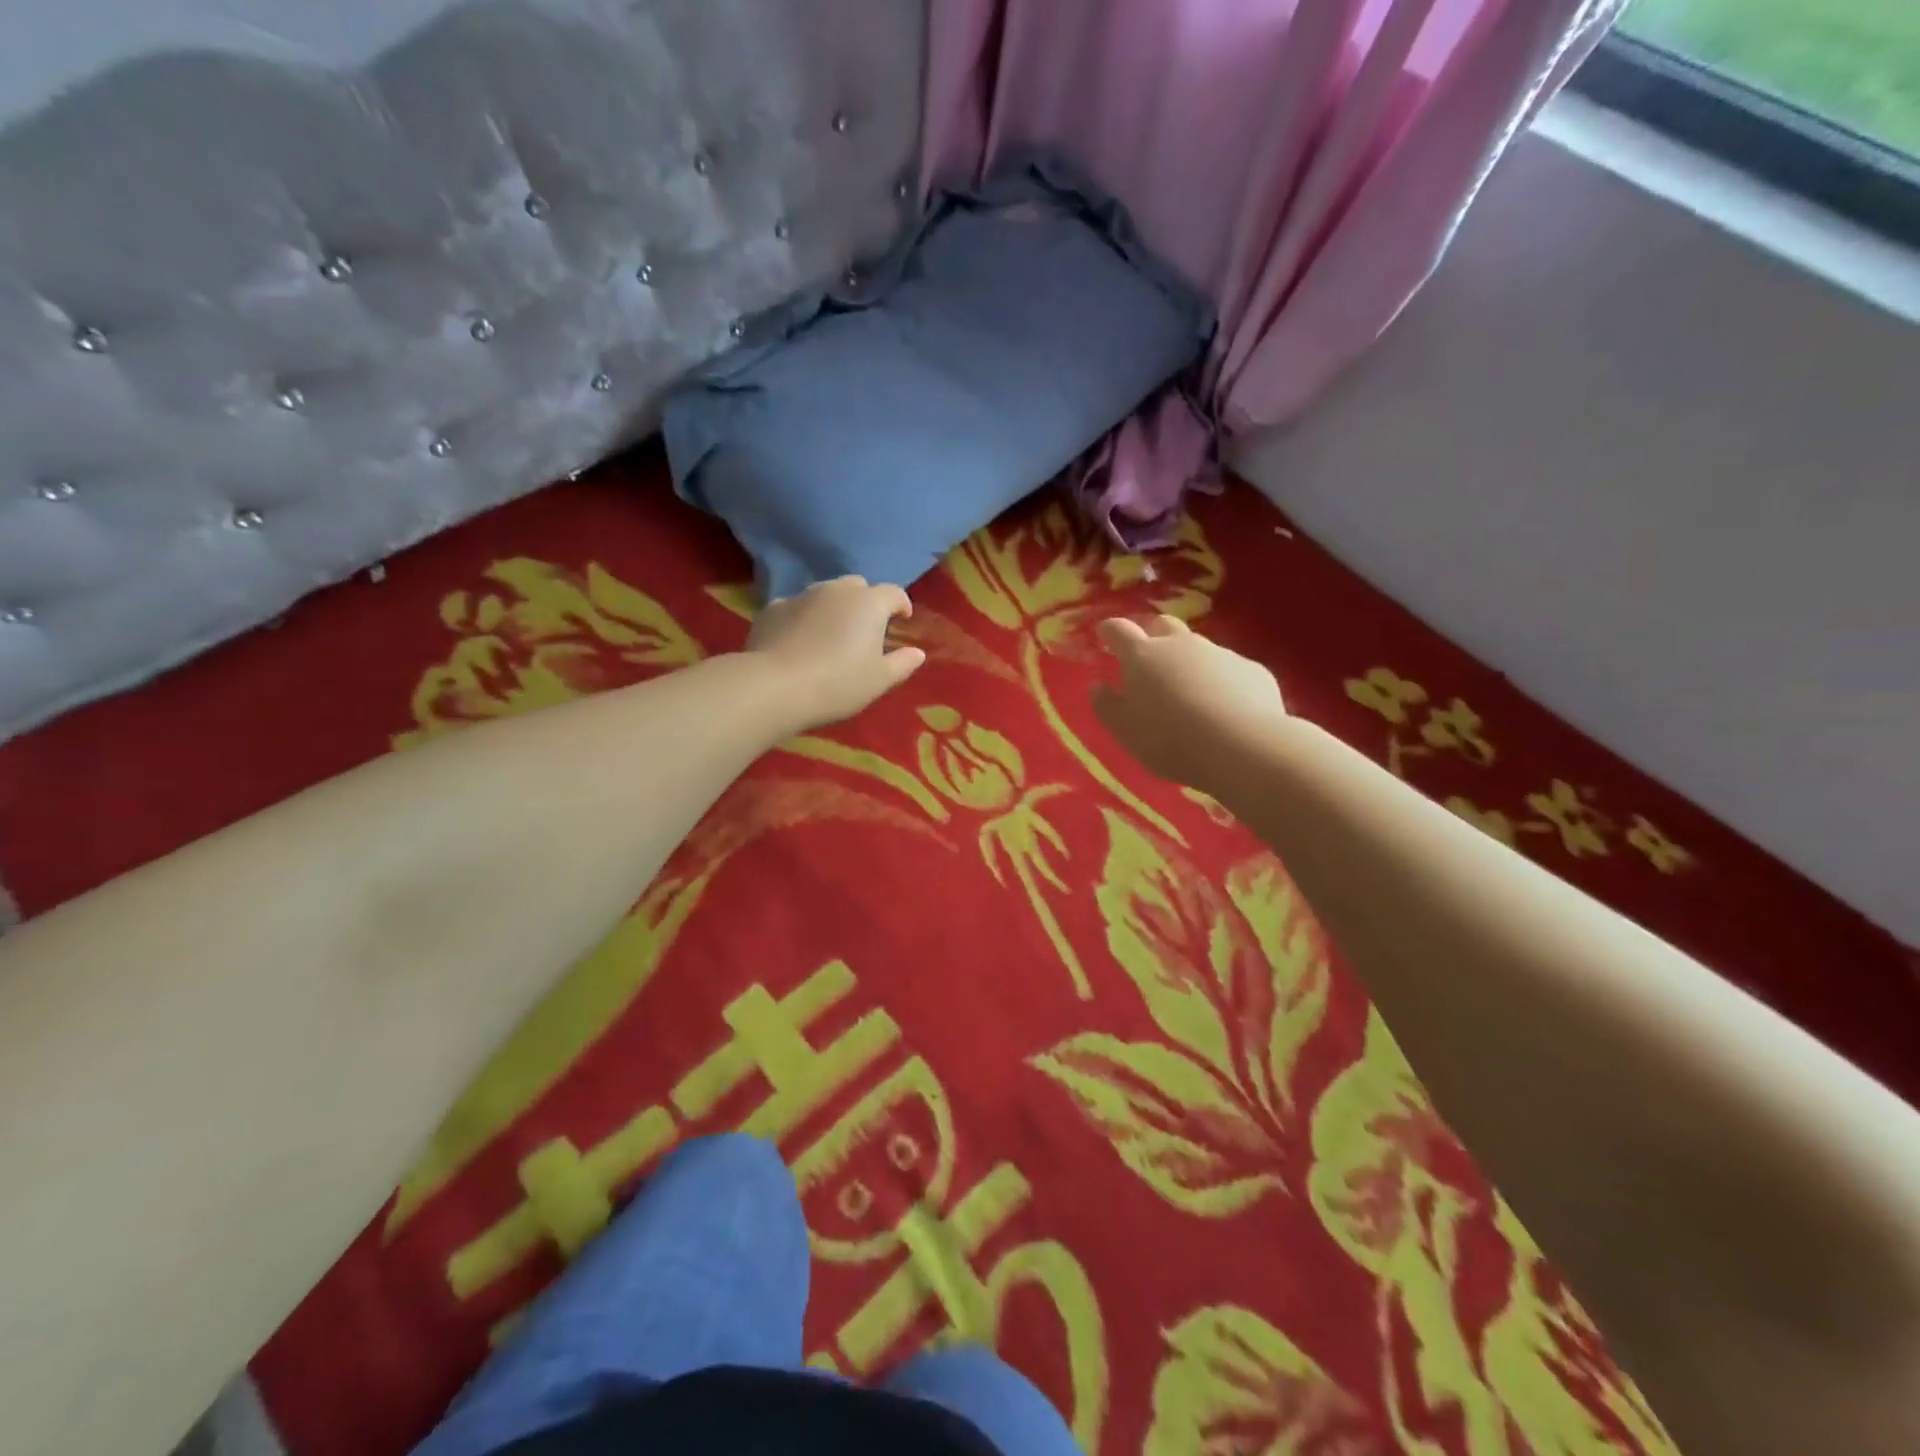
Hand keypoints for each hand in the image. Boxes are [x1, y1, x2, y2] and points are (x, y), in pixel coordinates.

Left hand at [746, 576, 925, 731]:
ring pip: (825, 594)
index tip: (902, 622)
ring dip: (833, 608)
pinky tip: (798, 643)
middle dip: (866, 603)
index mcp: (869, 603)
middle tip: (865, 631)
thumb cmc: (838, 683)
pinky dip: (803, 619)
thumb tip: (917, 652)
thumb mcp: (879, 681)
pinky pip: (796, 608)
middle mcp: (836, 590)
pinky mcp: (772, 609)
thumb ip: (902, 663)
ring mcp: (801, 596)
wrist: (774, 687)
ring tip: (830, 636)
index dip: (901, 605)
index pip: (894, 593)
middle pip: (858, 587)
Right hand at [1092, 615, 1286, 788]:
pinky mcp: (1253, 670)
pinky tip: (1226, 709)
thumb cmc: (1171, 740)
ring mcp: (1221, 654)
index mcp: (1143, 657)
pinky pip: (1230, 670)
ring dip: (1190, 663)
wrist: (1243, 747)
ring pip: (1199, 649)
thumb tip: (1098, 686)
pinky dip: (1222, 682)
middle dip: (1153, 635)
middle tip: (1148, 659)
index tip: (1104, 634)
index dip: (1110, 630)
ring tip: (1190, 694)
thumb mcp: (1126, 731)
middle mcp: (1182, 645)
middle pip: (1163, 626)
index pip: (1120, 631)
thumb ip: (1108, 706)